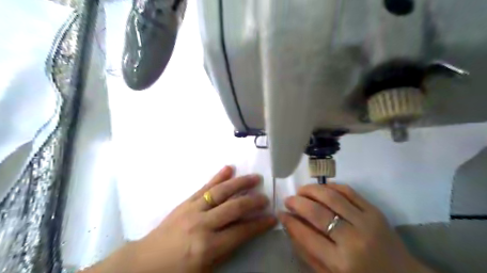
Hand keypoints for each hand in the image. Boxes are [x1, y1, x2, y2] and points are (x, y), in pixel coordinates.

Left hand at [82, 166, 275, 272]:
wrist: (143, 263)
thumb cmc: (176, 272)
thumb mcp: (205, 270)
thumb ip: (226, 250)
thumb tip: (244, 232)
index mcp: (208, 247)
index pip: (241, 232)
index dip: (259, 224)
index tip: (272, 218)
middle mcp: (203, 224)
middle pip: (234, 208)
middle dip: (253, 201)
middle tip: (266, 197)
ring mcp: (193, 210)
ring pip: (221, 192)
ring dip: (240, 183)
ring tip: (254, 177)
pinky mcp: (185, 202)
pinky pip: (204, 187)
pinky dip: (218, 177)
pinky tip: (228, 168)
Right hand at [280, 184, 434, 272]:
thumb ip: (307, 252)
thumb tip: (289, 225)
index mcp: (341, 263)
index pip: (307, 235)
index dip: (290, 222)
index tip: (281, 213)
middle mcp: (353, 240)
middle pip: (317, 212)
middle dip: (297, 202)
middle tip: (289, 200)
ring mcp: (366, 222)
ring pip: (331, 197)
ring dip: (311, 190)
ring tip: (301, 191)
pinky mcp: (375, 211)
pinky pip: (348, 191)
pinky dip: (331, 186)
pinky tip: (321, 188)